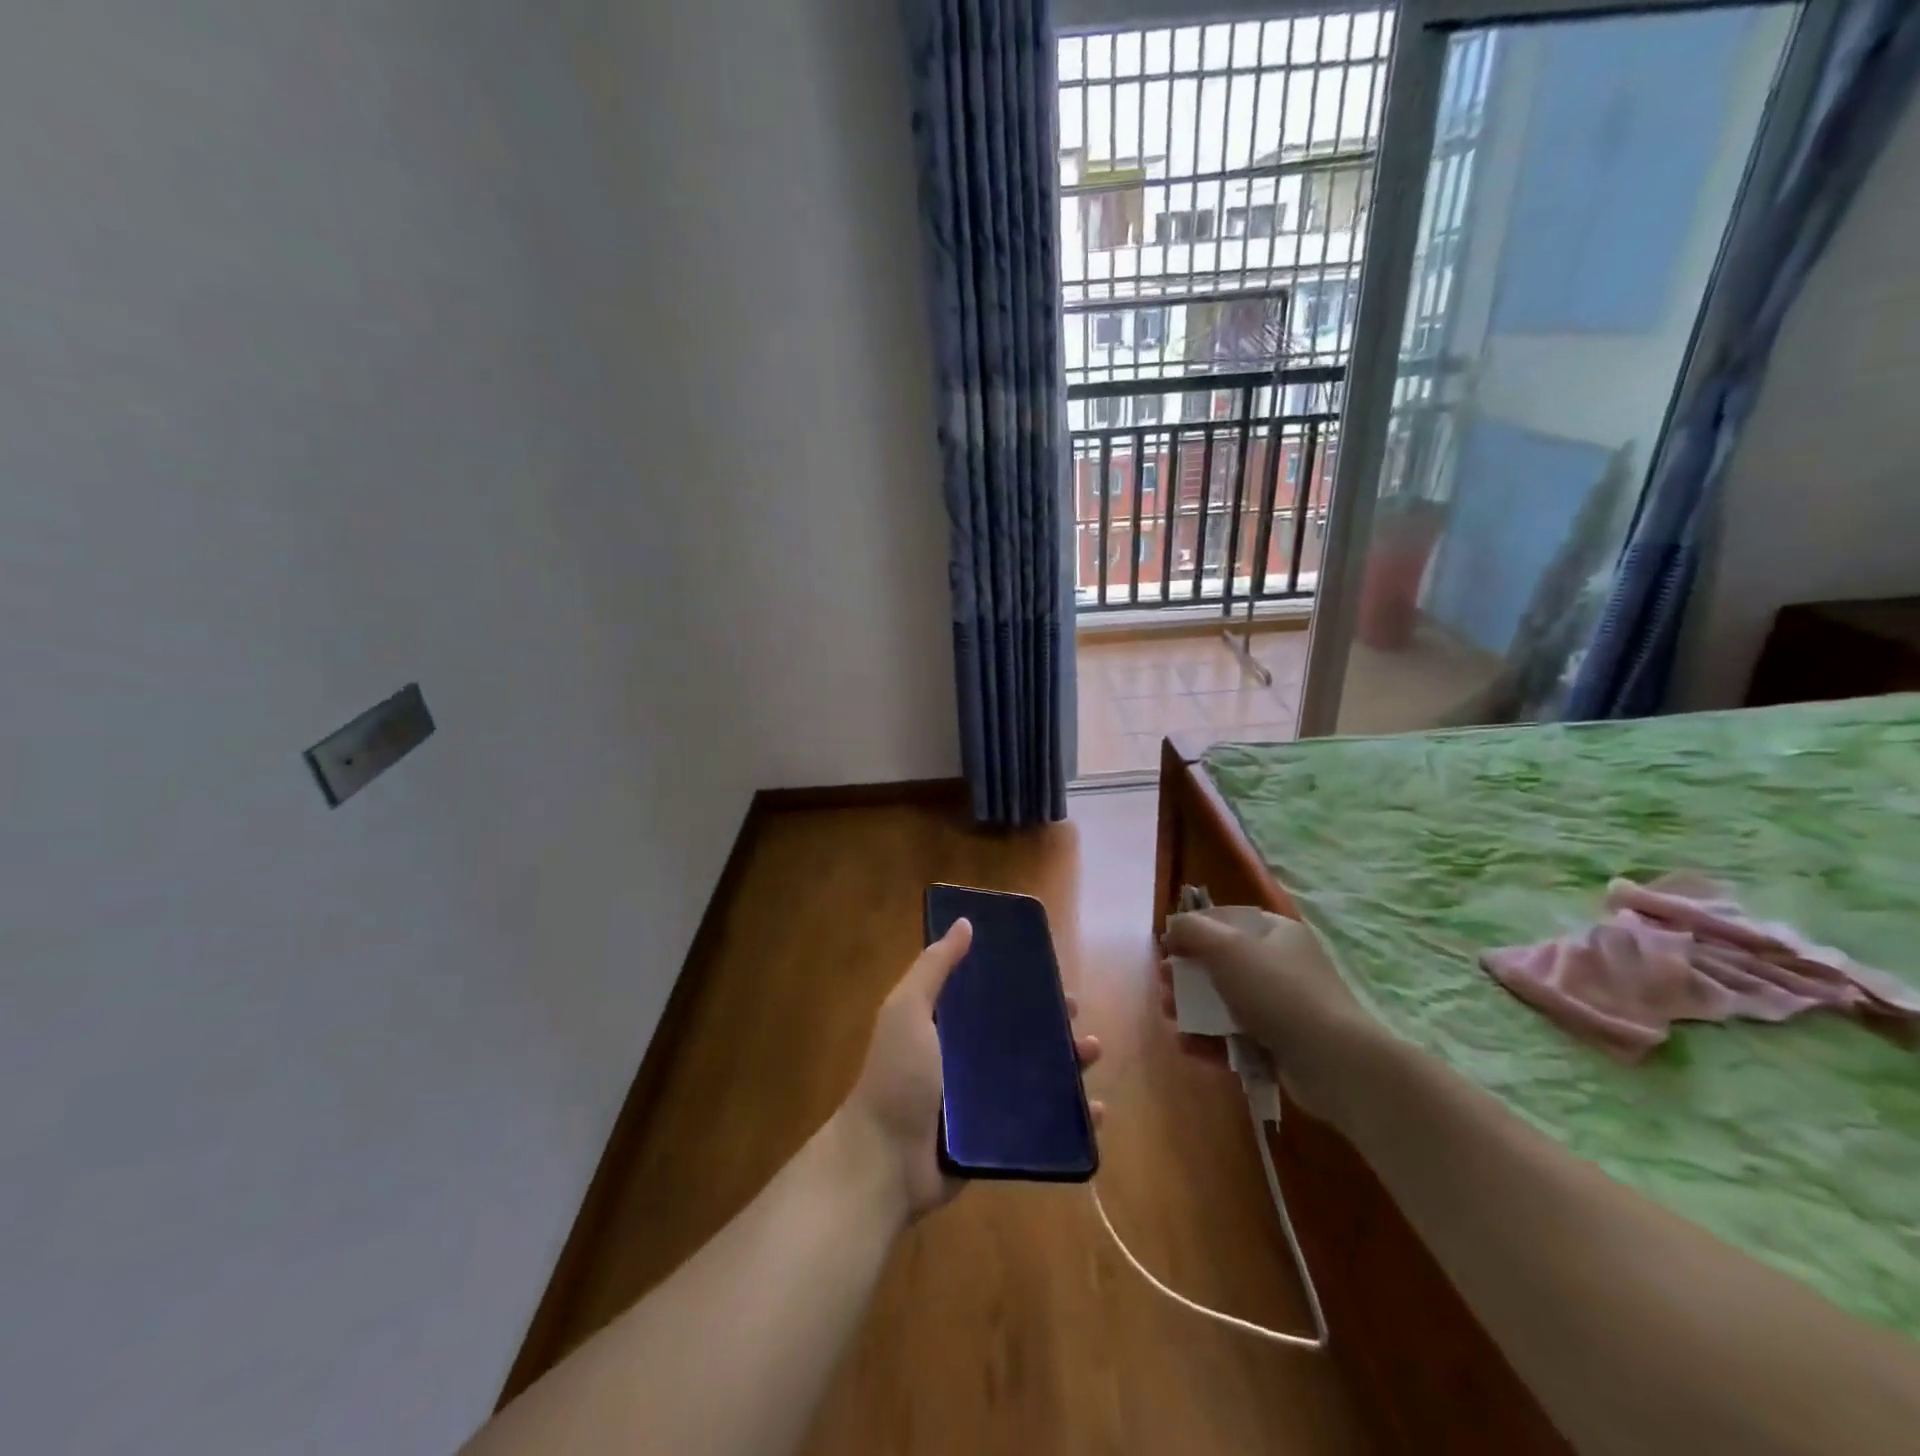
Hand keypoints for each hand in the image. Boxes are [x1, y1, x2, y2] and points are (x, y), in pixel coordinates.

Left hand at [841, 917, 1104, 1220]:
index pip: (990, 996)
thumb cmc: (898, 1078)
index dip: (1020, 984)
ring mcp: (984, 1100)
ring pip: (1037, 1075)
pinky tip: (1095, 1110)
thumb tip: (965, 923)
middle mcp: (967, 1058)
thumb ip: (934, 967)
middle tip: (1077, 1014)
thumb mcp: (908, 1010)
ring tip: (1091, 1052)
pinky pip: (1041, 1122)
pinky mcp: (997, 1138)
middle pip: (1020, 1033)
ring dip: (1069, 1063)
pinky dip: (1071, 1117)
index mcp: (947, 1025)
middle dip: (1052, 1022)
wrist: (885, 1162)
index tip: (1051, 973)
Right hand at [1157, 908, 1373, 1121]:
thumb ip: (1193, 931)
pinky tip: (1188, 1046)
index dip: (1194, 931)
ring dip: (1192, 1008)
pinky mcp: (1280, 1044)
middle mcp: (1281, 965)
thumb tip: (1172, 928)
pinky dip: (1211, 1039)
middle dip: (1187, 974)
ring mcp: (1282, 1007)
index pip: (1227, 921)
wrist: (1331, 1061)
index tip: (1168, 947)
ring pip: (1225, 1001)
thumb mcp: (1227, 948)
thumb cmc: (1277, 991)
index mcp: (1276, 933)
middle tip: (1163, 984)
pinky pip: (1237, 1036)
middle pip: (1222, 963)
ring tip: (1170, 1017)